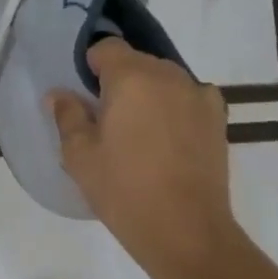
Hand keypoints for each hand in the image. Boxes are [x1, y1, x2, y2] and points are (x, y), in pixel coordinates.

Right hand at [49, 39, 237, 278]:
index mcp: (131, 76)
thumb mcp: (79, 155)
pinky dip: (176, 108)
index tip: (84, 96)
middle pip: (137, 62)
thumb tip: (59, 94)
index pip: (107, 47)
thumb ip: (67, 115)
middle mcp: (169, 75)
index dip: (91, 66)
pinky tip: (168, 139)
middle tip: (106, 119)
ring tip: (139, 133)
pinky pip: (189, 99)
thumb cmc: (124, 189)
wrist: (186, 231)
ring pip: (164, 80)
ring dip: (149, 94)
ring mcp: (199, 96)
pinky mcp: (218, 119)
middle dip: (120, 80)